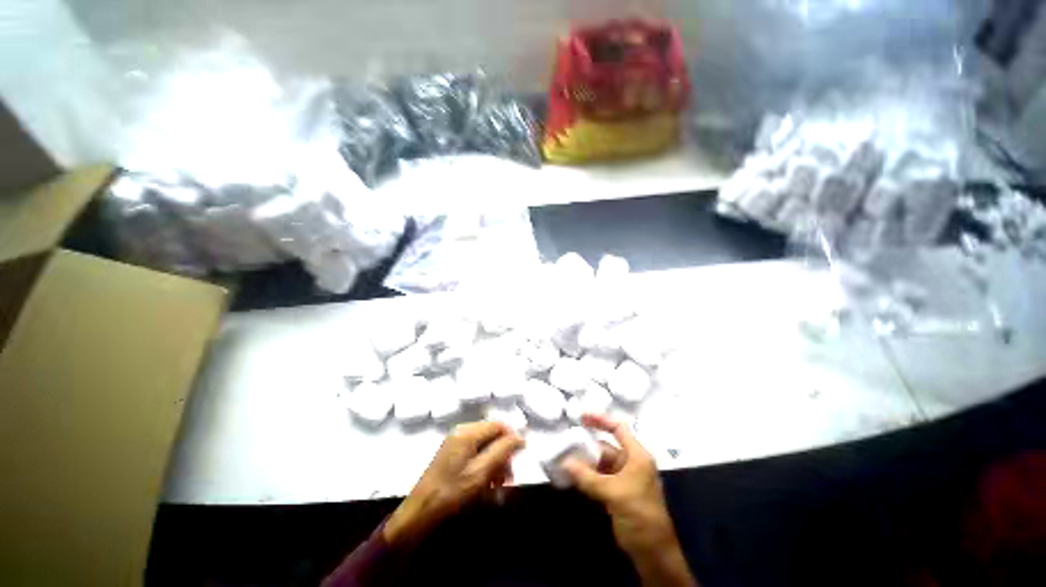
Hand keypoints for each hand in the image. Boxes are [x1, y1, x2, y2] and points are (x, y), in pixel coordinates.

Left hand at [384, 421, 523, 547]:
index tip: (519, 460)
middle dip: (503, 455)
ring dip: (495, 463)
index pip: (498, 425)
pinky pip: (475, 453)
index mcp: (468, 432)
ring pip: (485, 446)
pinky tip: (486, 484)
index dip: (511, 439)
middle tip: (508, 479)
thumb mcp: (482, 471)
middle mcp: (462, 432)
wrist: (421, 512)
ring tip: (498, 485)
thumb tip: (520, 437)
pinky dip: (484, 466)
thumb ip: (502, 450)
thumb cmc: (453, 492)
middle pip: (492, 435)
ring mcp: (455, 442)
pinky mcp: (452, 454)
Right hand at [564, 414, 697, 585]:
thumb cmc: (639, 515)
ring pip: (601, 462)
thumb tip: (565, 463)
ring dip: (585, 462)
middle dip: (587, 445)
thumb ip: (588, 477)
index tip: (581, 416)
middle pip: (606, 446)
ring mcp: (624, 477)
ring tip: (564, 458)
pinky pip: (599, 477)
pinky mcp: (617, 491)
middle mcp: (631, 462)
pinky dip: (587, 475)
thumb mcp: (614, 493)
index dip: (600, 419)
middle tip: (566, 441)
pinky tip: (572, 475)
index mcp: (637, 456)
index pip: (618, 429)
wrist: (653, 552)